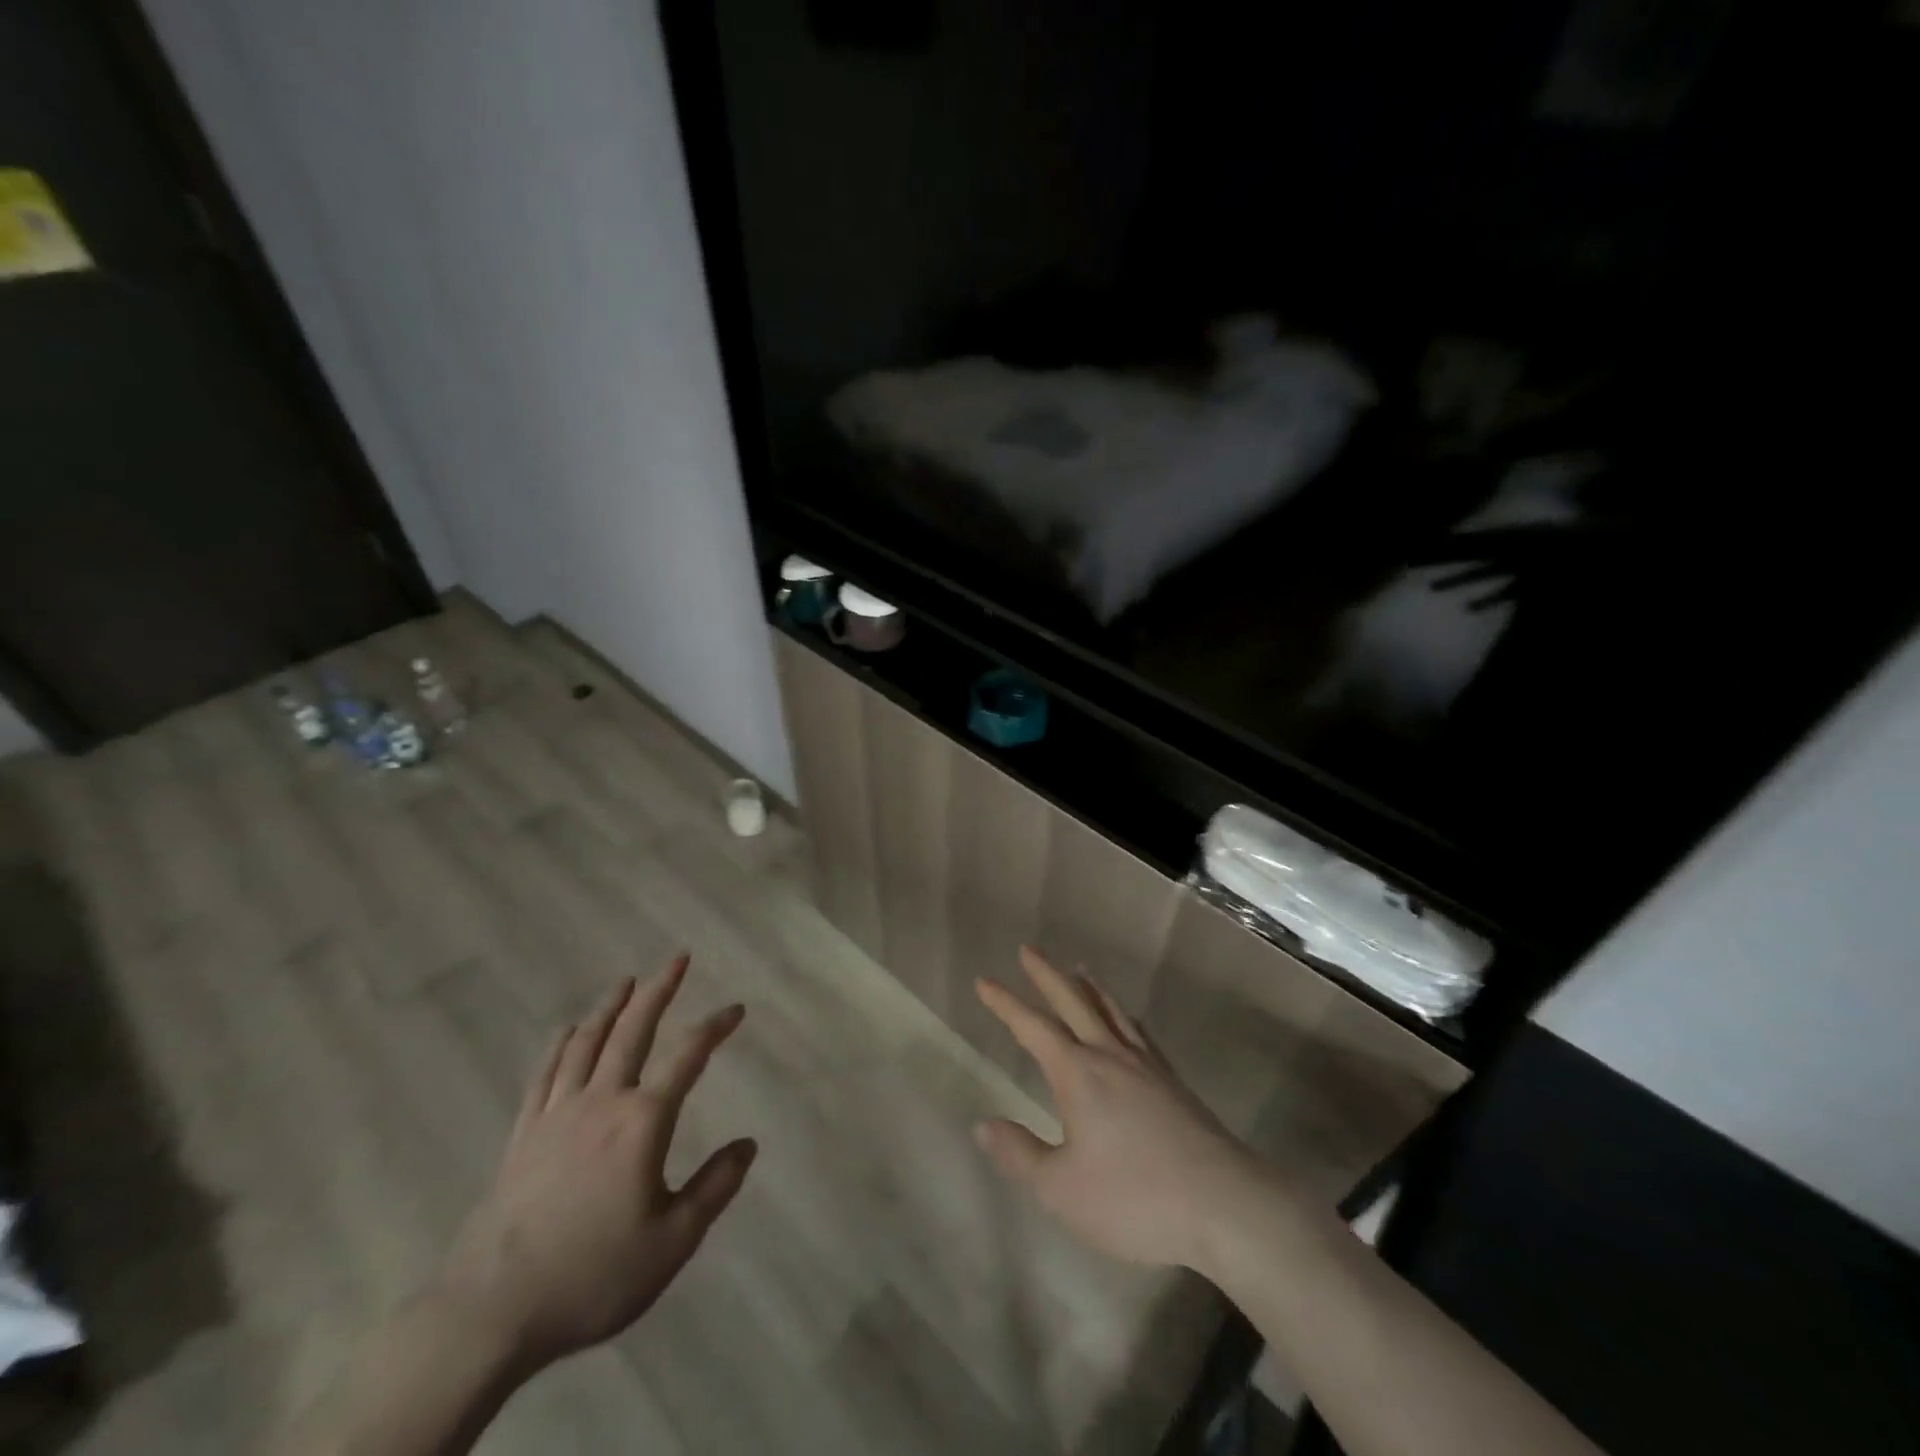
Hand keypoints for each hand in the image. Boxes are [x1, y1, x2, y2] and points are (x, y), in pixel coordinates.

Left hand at [437, 955, 755, 1372]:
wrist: (491, 1312)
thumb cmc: (592, 1276)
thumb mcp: (672, 1242)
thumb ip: (715, 1187)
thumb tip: (749, 1144)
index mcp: (642, 1122)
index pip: (688, 1057)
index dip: (715, 1027)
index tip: (736, 1009)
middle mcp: (602, 1102)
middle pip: (633, 1031)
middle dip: (659, 990)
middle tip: (678, 958)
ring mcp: (557, 1114)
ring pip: (587, 1042)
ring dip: (610, 1006)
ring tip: (626, 980)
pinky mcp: (523, 1134)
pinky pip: (545, 1073)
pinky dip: (560, 1044)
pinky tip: (568, 1029)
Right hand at [974, 946, 1265, 1270]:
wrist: (1224, 1205)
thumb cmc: (1135, 1198)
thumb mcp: (1062, 1189)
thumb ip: (1021, 1155)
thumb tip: (984, 1124)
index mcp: (1078, 1074)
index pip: (1032, 1027)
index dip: (1005, 1004)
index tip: (984, 980)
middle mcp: (1110, 1056)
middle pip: (1074, 1002)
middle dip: (1047, 975)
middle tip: (1029, 950)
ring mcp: (1146, 1066)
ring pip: (1110, 1011)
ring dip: (1089, 987)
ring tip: (1079, 970)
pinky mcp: (1173, 1083)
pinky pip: (1138, 1032)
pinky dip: (1122, 1014)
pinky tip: (1126, 1022)